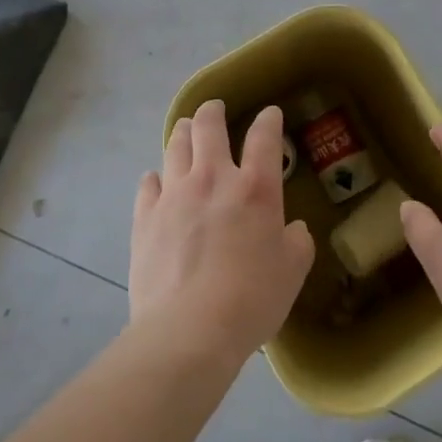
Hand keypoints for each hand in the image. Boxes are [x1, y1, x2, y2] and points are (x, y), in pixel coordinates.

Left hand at [130, 100, 315, 365]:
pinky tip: (157, 180)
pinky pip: (148, 183)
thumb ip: (296, 242)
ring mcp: (174, 194)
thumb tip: (291, 229)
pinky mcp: (145, 217)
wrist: (188, 331)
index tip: (270, 114)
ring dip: (183, 132)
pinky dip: (155, 177)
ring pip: (175, 145)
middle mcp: (213, 178)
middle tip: (215, 110)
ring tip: (185, 130)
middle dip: (213, 111)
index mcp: (255, 187)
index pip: (264, 137)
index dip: (269, 120)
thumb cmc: (251, 300)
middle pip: (209, 126)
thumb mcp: (292, 271)